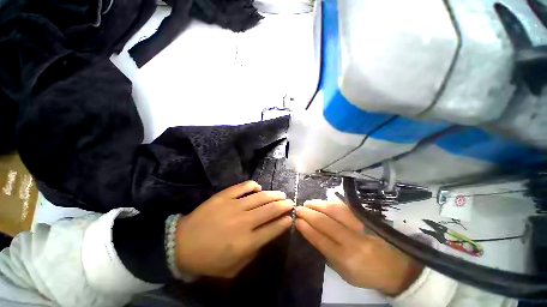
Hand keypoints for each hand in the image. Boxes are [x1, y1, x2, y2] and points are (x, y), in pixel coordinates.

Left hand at [175, 181, 293, 277]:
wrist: (181, 244)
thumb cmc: (208, 260)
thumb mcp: (233, 268)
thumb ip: (253, 253)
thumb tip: (266, 235)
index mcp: (246, 242)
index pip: (273, 229)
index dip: (284, 222)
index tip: (291, 218)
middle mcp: (244, 222)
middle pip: (270, 210)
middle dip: (284, 205)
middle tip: (290, 202)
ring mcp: (234, 206)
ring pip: (260, 197)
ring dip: (273, 195)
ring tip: (281, 194)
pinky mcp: (224, 196)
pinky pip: (243, 187)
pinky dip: (253, 185)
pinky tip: (258, 187)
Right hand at [295, 201, 422, 296]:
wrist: (395, 267)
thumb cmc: (365, 274)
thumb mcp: (343, 273)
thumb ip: (327, 254)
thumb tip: (311, 234)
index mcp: (345, 260)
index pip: (320, 240)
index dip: (307, 228)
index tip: (297, 220)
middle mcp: (352, 242)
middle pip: (326, 223)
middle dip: (309, 214)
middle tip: (299, 208)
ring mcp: (360, 229)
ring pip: (335, 212)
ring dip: (318, 205)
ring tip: (308, 203)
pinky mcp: (366, 219)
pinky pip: (344, 208)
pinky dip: (330, 204)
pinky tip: (323, 202)